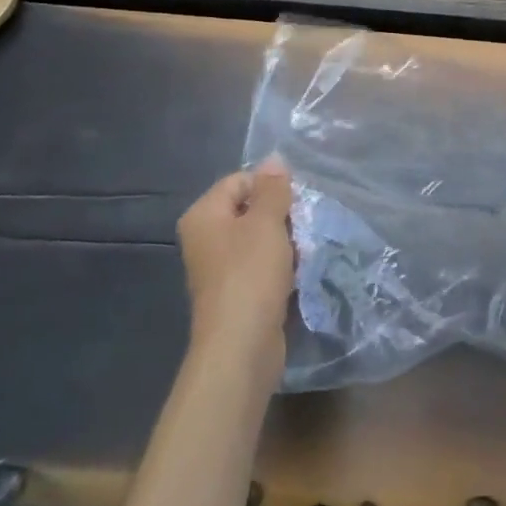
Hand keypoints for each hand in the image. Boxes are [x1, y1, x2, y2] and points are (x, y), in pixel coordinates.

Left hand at [178, 161, 294, 362]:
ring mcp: (220, 267)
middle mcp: (206, 238)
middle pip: (251, 208)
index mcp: (204, 215)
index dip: (270, 187)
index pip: (241, 180)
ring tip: (302, 252)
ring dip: (285, 241)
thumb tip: (274, 158)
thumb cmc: (250, 275)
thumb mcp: (266, 223)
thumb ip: (273, 189)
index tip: (295, 203)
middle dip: (281, 215)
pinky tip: (296, 274)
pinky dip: (281, 265)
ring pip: (260, 238)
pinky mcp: (237, 291)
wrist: (241, 347)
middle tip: (302, 228)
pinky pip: (262, 265)